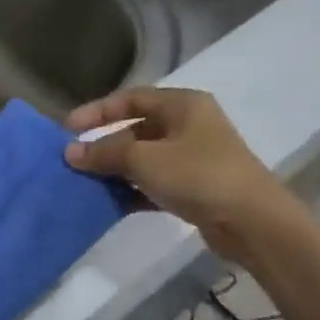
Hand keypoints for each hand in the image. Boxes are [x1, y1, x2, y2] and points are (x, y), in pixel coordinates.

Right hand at [63, 88, 302, 265]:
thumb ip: (105, 153)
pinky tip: (108, 203)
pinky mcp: (193, 188)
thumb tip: (70, 152)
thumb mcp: (145, 159)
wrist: (252, 222)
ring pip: (142, 158)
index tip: (68, 128)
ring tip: (84, 183)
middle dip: (103, 145)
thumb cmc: (198, 176)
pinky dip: (131, 190)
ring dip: (114, 170)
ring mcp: (192, 158)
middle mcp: (189, 126)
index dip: (98, 111)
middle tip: (73, 160)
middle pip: (135, 129)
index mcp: (183, 105)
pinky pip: (152, 183)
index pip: (131, 98)